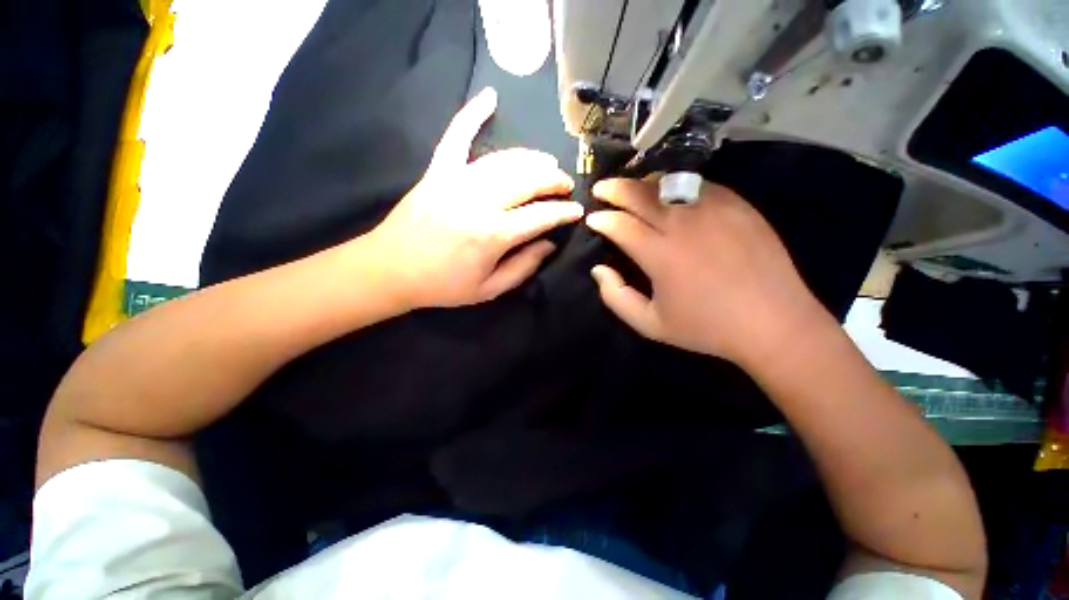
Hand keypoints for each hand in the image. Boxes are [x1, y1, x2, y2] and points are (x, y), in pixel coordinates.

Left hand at [369, 88, 581, 308]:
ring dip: (532, 159)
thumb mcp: (489, 289)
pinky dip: (472, 114)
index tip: (576, 211)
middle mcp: (479, 201)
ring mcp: (456, 180)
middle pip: (528, 180)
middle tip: (565, 185)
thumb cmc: (443, 285)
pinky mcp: (438, 171)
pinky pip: (456, 135)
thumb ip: (523, 267)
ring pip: (505, 160)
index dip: (563, 212)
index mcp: (493, 235)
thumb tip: (549, 244)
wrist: (391, 270)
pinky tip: (489, 96)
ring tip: (547, 164)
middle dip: (554, 180)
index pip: (541, 215)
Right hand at [585, 178, 832, 367]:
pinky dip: (676, 187)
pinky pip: (699, 185)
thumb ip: (616, 297)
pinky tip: (673, 196)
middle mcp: (684, 224)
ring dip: (643, 184)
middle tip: (601, 189)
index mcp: (660, 254)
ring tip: (633, 190)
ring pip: (668, 183)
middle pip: (640, 194)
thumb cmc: (706, 327)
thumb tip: (598, 270)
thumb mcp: (650, 324)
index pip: (620, 224)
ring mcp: (714, 209)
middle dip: (614, 189)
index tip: (592, 219)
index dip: (601, 219)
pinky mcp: (738, 205)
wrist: (774, 322)